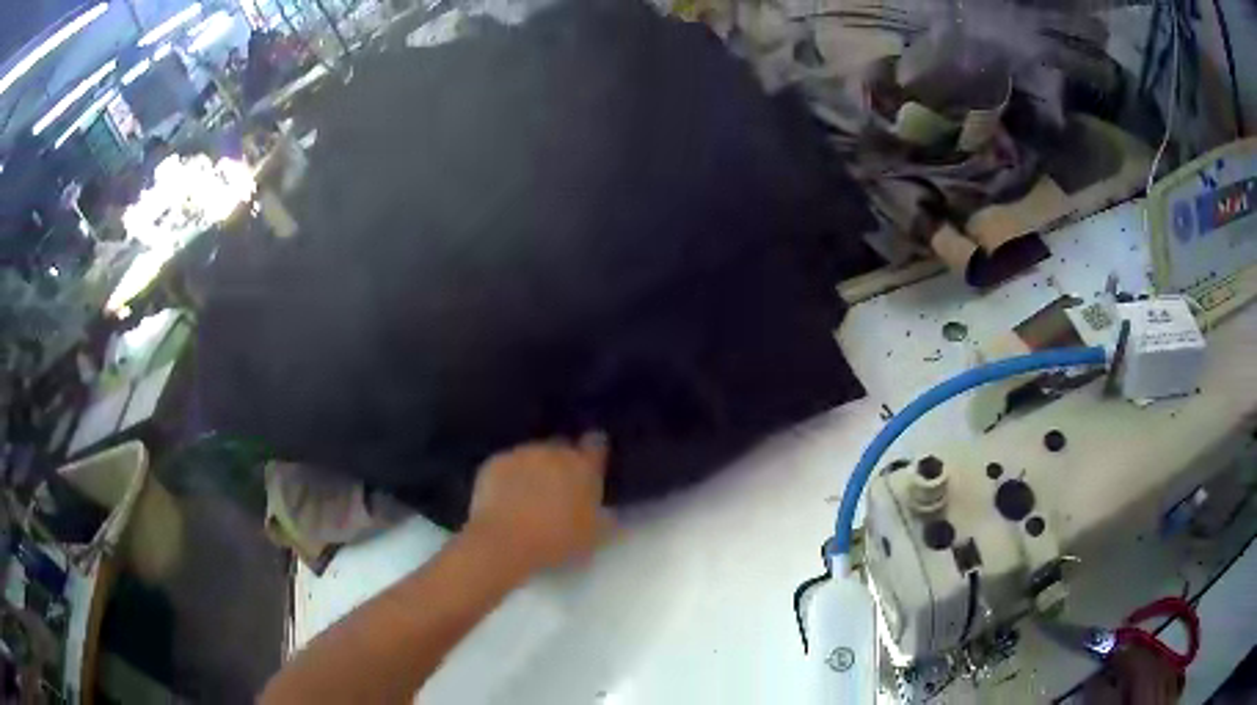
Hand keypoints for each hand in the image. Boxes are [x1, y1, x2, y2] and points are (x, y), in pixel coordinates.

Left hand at [466, 432, 611, 573]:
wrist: (504, 542)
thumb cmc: (557, 540)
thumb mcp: (594, 536)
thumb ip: (605, 516)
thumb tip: (607, 510)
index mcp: (582, 466)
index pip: (596, 444)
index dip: (594, 454)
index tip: (591, 468)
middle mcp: (552, 451)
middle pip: (561, 448)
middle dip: (562, 463)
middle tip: (559, 492)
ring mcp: (520, 454)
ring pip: (532, 455)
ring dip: (534, 469)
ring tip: (529, 498)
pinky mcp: (493, 463)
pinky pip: (507, 465)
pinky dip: (510, 477)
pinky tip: (506, 499)